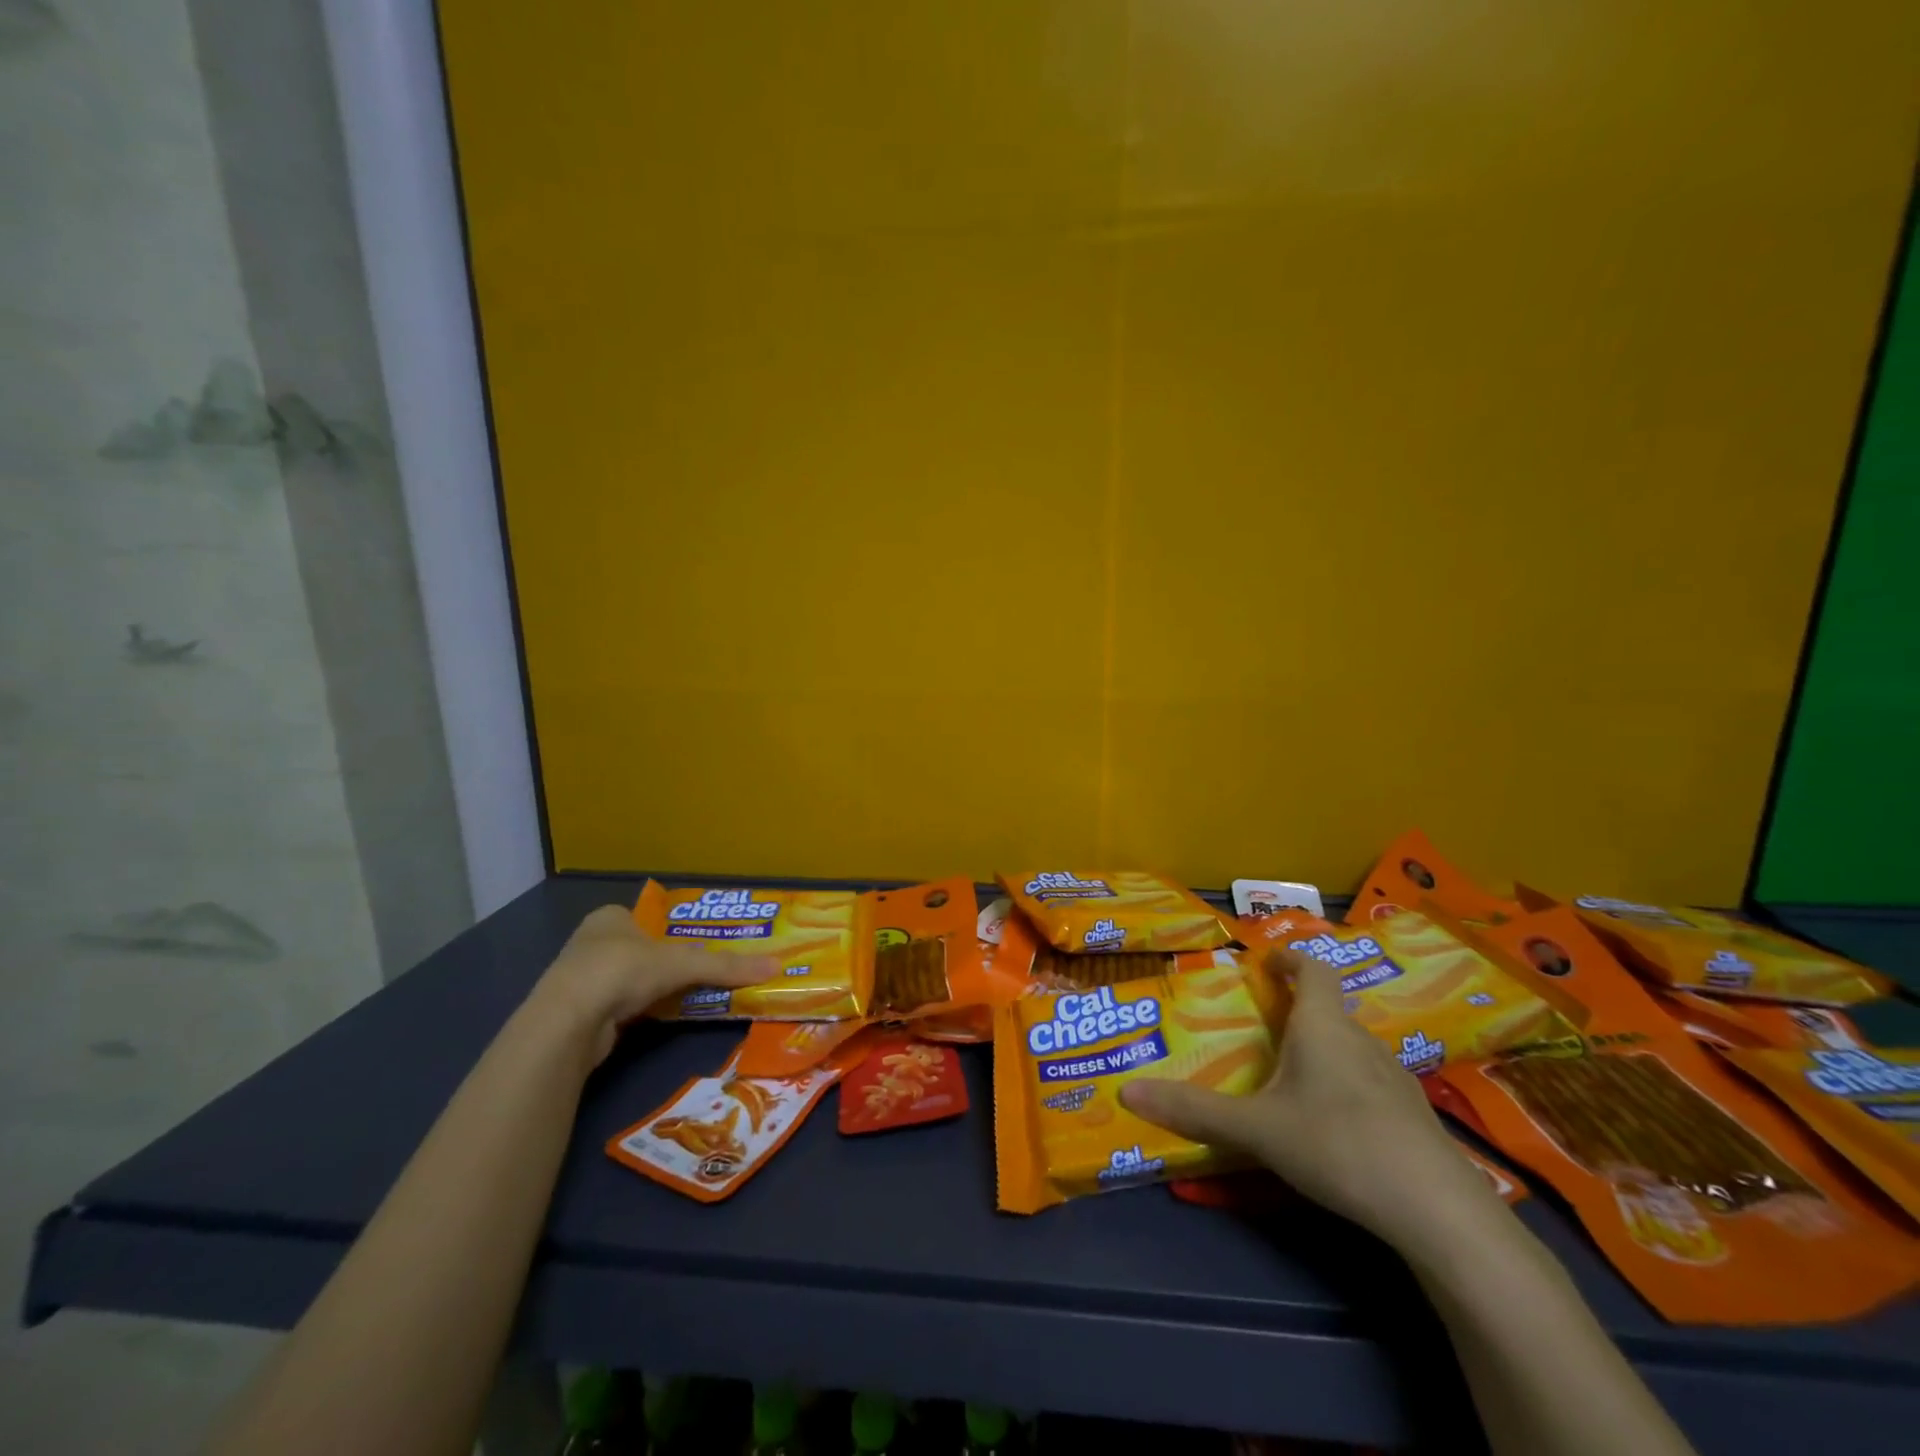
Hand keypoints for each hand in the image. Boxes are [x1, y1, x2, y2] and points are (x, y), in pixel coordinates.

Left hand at [527, 906, 777, 1065]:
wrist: (568, 1023)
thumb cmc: (622, 971)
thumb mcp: (683, 964)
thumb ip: (727, 966)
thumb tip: (776, 966)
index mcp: (610, 917)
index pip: (645, 917)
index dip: (671, 930)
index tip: (696, 944)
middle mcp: (591, 942)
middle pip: (639, 949)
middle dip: (664, 961)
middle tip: (699, 970)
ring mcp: (580, 979)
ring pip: (627, 979)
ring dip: (650, 988)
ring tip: (684, 995)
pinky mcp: (577, 1013)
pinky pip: (617, 1006)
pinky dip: (637, 1011)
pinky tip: (656, 1018)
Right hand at [1120, 947, 1508, 1256]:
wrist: (1438, 1211)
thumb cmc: (1337, 1144)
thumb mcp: (1256, 1129)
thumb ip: (1193, 1110)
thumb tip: (1126, 1092)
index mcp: (1323, 1027)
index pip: (1312, 970)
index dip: (1289, 960)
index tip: (1266, 962)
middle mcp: (1361, 1041)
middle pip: (1329, 1010)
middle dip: (1296, 1011)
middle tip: (1262, 1028)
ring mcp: (1394, 1079)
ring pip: (1350, 1048)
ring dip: (1322, 1049)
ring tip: (1290, 1075)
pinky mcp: (1412, 1116)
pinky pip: (1369, 1081)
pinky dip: (1344, 1084)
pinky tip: (1331, 1122)